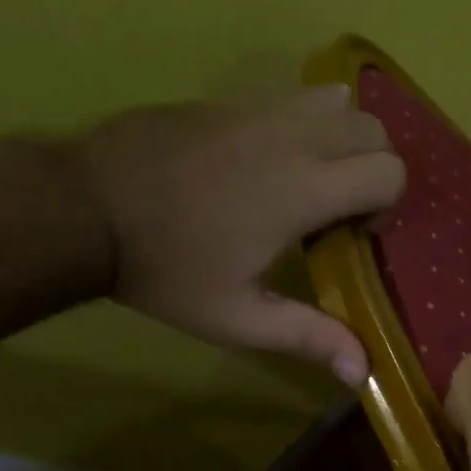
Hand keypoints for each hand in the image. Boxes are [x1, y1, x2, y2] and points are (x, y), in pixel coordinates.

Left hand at [80, 86, 402, 382]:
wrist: (80, 208)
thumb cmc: (165, 269)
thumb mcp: (237, 318)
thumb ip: (308, 337)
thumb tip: (362, 372)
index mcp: (303, 189)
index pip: (390, 171)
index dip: (386, 205)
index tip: (352, 235)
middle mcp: (292, 138)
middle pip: (374, 130)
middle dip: (375, 167)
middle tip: (339, 208)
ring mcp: (257, 111)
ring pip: (338, 103)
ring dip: (345, 138)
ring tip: (314, 177)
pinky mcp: (227, 101)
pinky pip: (293, 98)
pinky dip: (307, 122)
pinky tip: (270, 161)